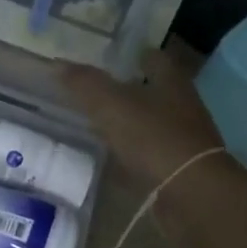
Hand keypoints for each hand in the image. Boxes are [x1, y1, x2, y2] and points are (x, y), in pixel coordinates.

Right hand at [60, 45, 223, 187]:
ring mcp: (182, 138)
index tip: (110, 56)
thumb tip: (57, 62)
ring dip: (128, 121)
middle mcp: (182, 106)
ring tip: (97, 122)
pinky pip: (148, 153)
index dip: (133, 54)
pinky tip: (110, 156)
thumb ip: (84, 83)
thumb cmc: (153, 137)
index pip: (154, 58)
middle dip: (128, 88)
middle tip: (95, 89)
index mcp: (171, 82)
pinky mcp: (177, 168)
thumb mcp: (111, 104)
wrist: (189, 193)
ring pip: (150, 122)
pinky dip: (130, 152)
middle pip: (153, 90)